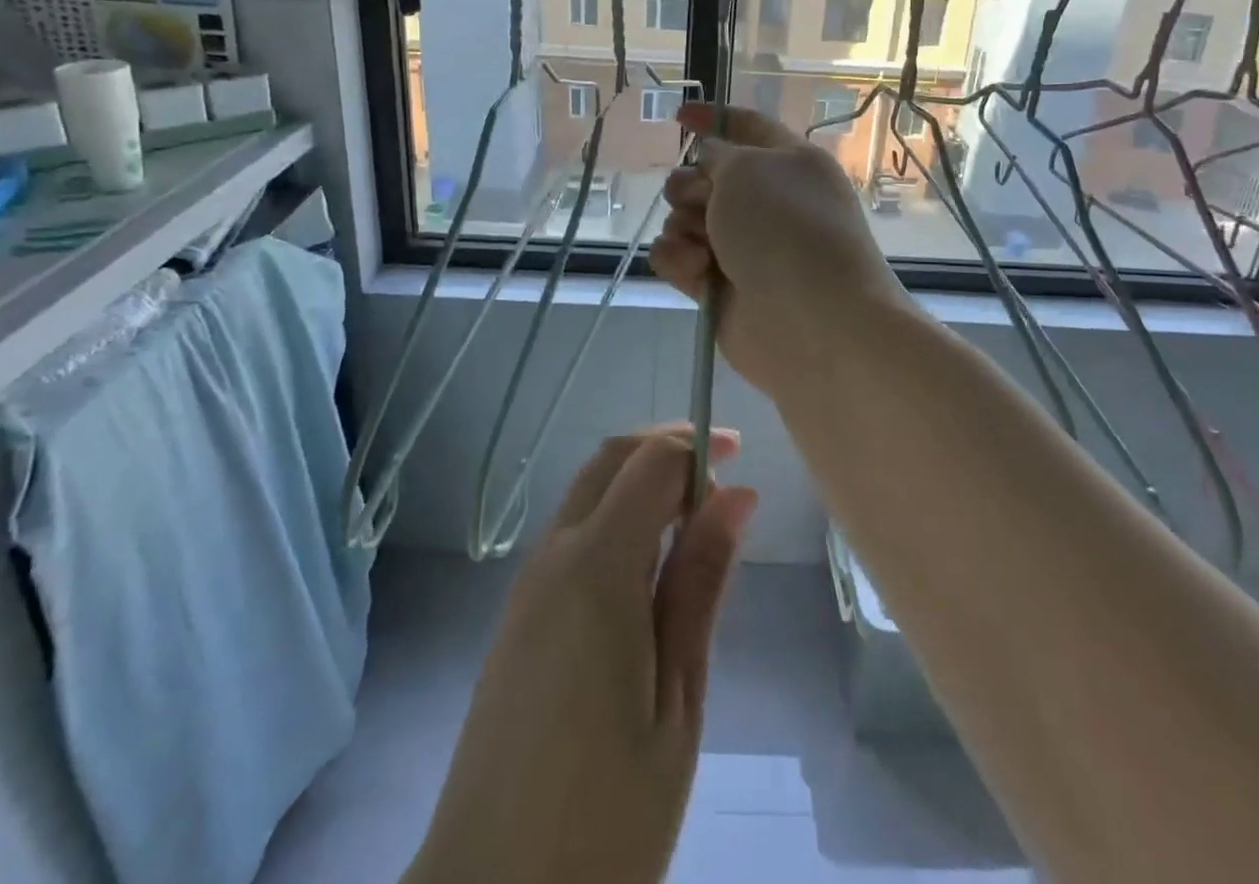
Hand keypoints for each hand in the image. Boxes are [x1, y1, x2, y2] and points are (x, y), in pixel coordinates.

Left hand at [406, 427, 756, 883]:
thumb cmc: (606, 812)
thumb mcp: (678, 698)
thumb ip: (700, 584)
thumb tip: (737, 495)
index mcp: (596, 567)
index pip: (650, 463)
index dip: (695, 445)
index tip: (740, 454)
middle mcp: (553, 556)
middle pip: (609, 462)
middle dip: (664, 449)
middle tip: (720, 476)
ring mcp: (528, 585)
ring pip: (588, 494)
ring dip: (640, 484)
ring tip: (695, 525)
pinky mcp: (518, 617)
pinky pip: (572, 535)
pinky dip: (616, 520)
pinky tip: (649, 571)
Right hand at [650, 104, 912, 395]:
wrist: (812, 323)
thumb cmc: (785, 230)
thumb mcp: (748, 168)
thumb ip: (719, 153)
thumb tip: (711, 158)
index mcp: (789, 163)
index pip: (747, 128)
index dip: (714, 117)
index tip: (680, 115)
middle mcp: (767, 202)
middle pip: (705, 177)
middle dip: (690, 184)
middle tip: (700, 200)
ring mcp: (743, 246)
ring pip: (685, 218)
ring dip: (683, 225)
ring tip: (703, 246)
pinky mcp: (720, 285)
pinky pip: (678, 257)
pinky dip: (679, 259)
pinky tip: (697, 271)